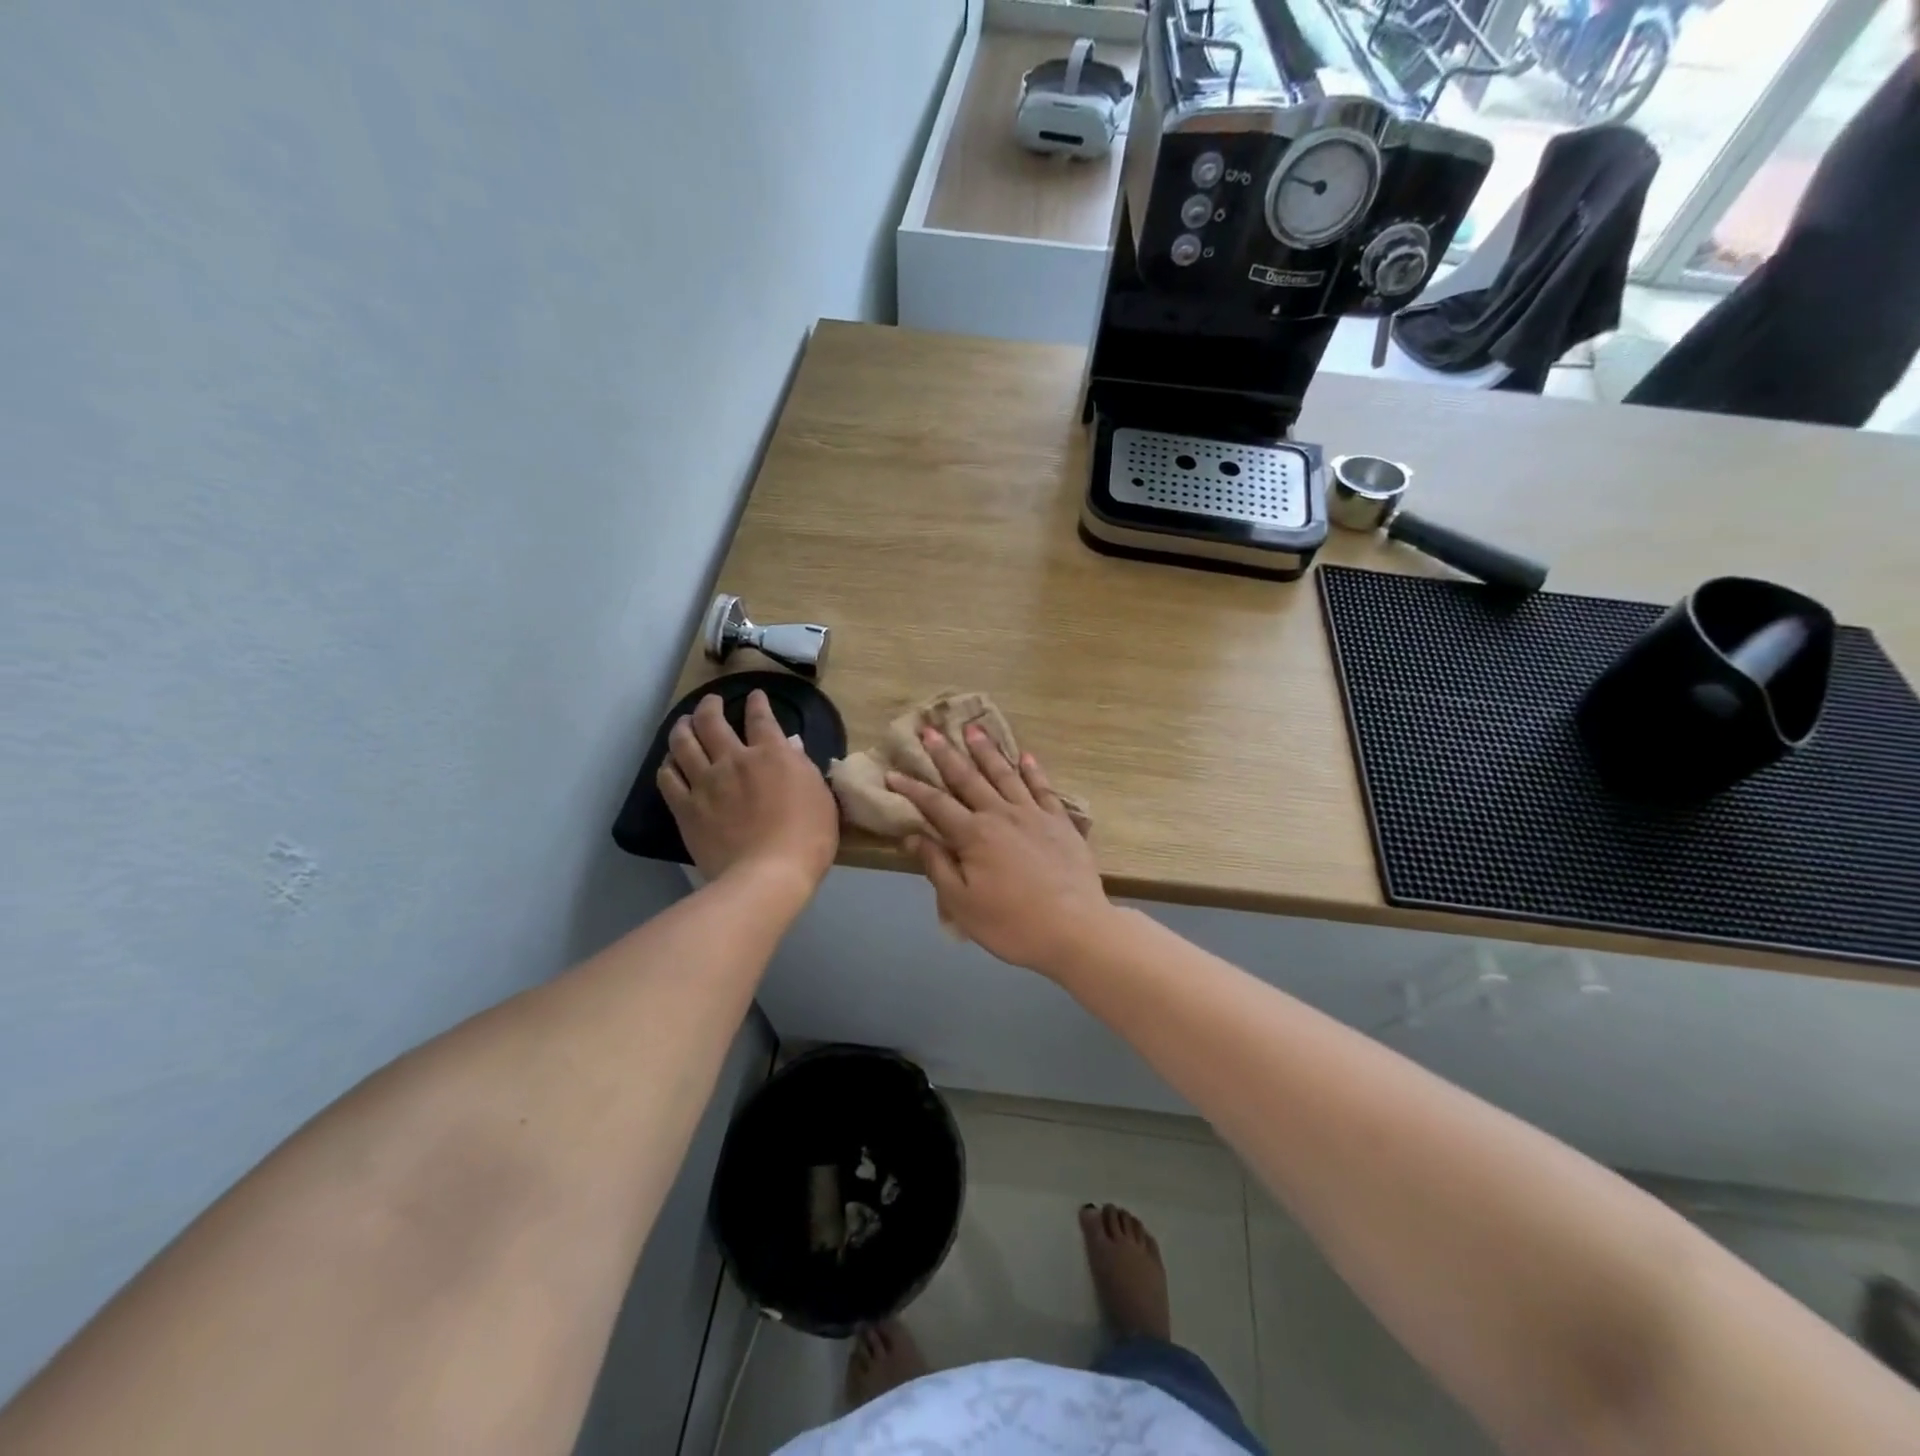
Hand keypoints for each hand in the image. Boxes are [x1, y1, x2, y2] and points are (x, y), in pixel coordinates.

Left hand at [658, 690, 838, 896]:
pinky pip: (668, 778)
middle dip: (710, 706)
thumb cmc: (807, 838)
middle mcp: (734, 760)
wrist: (768, 875)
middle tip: (711, 702)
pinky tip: (670, 762)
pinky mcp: (686, 808)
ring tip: (683, 722)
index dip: (758, 703)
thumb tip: (790, 746)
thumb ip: (803, 767)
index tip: (755, 696)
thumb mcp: (821, 797)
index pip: (761, 718)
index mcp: (771, 755)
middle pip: (712, 721)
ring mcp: (705, 783)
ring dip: (682, 727)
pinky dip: (668, 765)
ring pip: (683, 742)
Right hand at [886, 728, 1113, 974]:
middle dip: (945, 754)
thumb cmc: (1012, 924)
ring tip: (973, 729)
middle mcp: (1001, 814)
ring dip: (987, 750)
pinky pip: (1043, 787)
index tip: (892, 772)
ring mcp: (1034, 814)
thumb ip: (937, 866)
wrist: (1076, 929)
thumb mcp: (962, 904)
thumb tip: (912, 836)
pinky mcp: (1061, 822)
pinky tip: (1025, 755)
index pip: (935, 804)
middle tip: (929, 730)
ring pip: (1005, 774)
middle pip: (968, 778)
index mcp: (974, 835)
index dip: (912, 788)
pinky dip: (1033, 770)